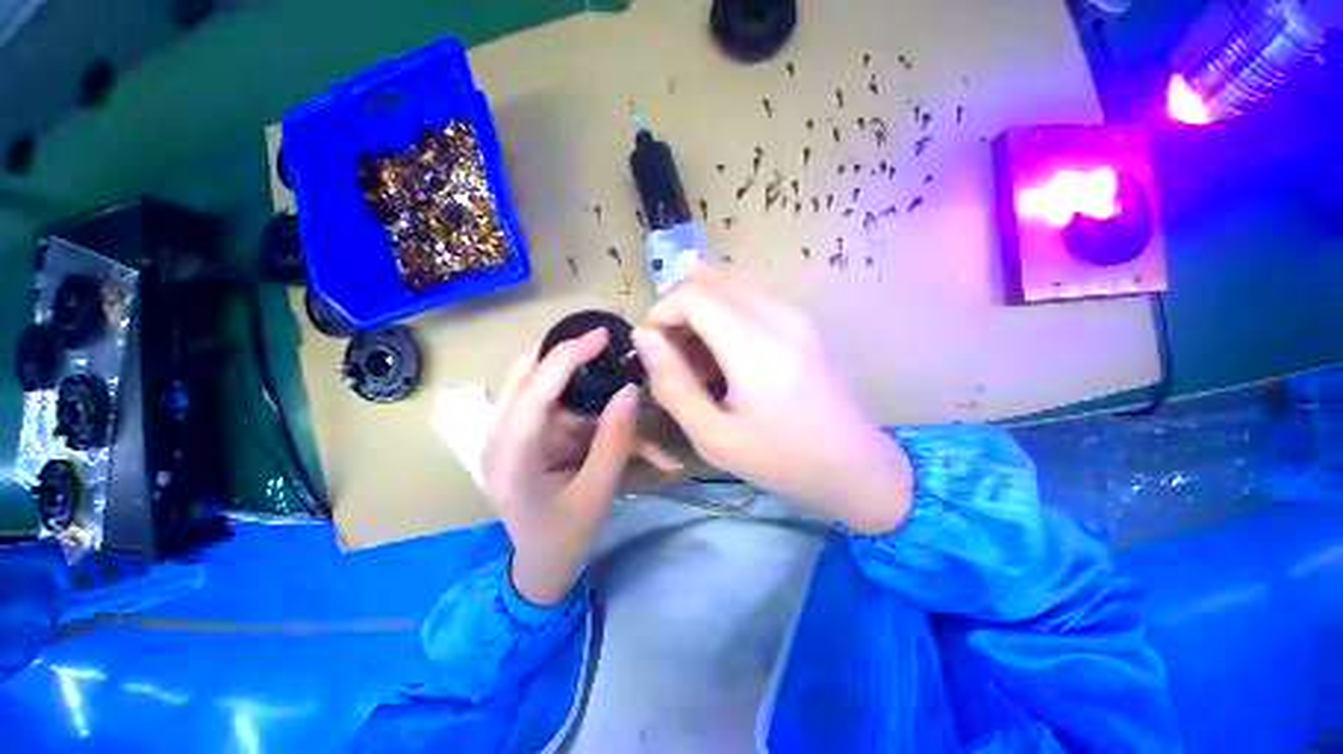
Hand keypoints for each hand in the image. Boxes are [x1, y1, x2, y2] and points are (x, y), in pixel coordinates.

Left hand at [484, 329, 679, 605]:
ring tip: (608, 355)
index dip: (568, 354)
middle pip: (526, 373)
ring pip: (537, 382)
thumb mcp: (597, 493)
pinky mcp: (520, 435)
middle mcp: (498, 435)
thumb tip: (630, 390)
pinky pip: (547, 401)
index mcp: (511, 456)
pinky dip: (575, 392)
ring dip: (574, 369)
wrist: (538, 567)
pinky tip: (601, 392)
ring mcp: (506, 434)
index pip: (535, 389)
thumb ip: (615, 441)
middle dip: (565, 348)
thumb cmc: (565, 537)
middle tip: (605, 333)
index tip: (603, 333)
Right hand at [632, 268, 912, 533]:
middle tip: (673, 354)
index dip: (661, 312)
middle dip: (678, 309)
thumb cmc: (780, 460)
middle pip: (708, 279)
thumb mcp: (713, 436)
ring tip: (698, 360)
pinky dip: (722, 316)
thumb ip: (672, 384)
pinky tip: (724, 357)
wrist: (853, 465)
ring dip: (699, 312)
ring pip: (727, 285)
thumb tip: (645, 337)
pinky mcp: (800, 319)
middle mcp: (778, 316)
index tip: (652, 348)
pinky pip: (747, 298)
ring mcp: (794, 313)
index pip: (692, 294)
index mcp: (756, 347)